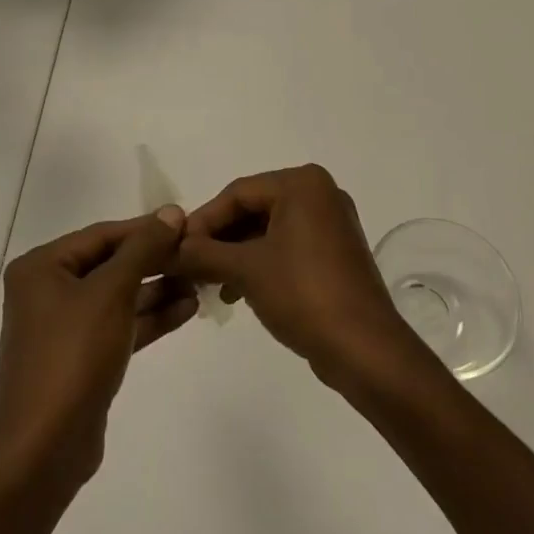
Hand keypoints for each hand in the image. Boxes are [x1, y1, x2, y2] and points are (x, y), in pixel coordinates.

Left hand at [0, 210, 196, 488]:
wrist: (45, 448)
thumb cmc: (73, 355)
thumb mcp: (112, 292)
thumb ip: (143, 248)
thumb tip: (170, 212)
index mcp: (41, 267)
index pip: (102, 235)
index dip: (145, 229)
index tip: (186, 224)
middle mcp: (47, 291)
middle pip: (110, 264)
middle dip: (154, 261)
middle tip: (196, 255)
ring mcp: (63, 327)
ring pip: (117, 297)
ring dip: (157, 290)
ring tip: (199, 282)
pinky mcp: (80, 358)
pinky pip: (119, 325)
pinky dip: (149, 317)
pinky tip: (187, 309)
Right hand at [172, 165, 421, 387]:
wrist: (364, 349)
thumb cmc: (303, 294)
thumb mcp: (246, 270)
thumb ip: (203, 253)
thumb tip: (169, 248)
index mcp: (302, 184)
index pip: (238, 193)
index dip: (203, 220)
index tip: (176, 248)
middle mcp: (320, 194)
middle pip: (253, 209)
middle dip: (220, 239)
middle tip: (190, 265)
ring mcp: (331, 224)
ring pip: (269, 230)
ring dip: (236, 255)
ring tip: (211, 284)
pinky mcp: (336, 253)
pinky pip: (287, 247)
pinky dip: (261, 264)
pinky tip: (238, 292)